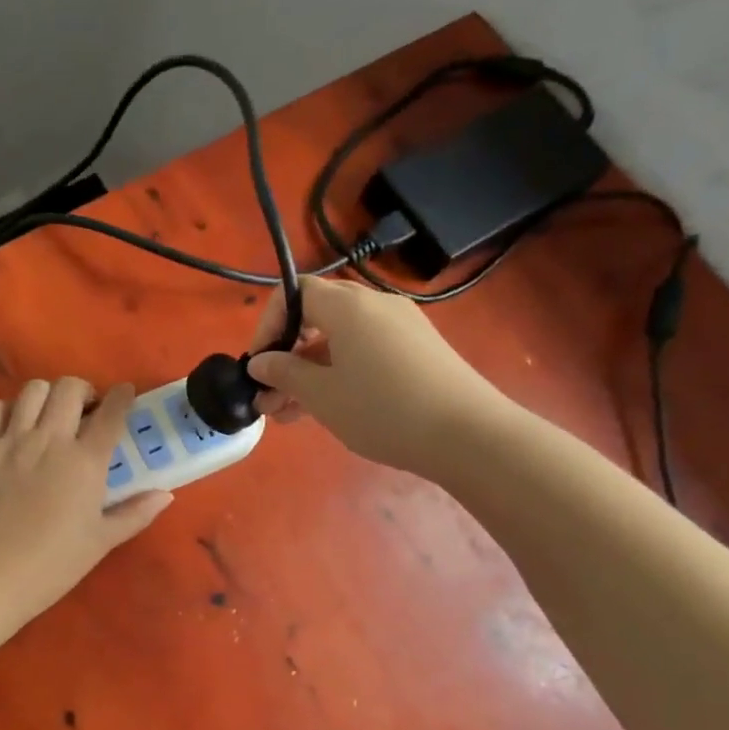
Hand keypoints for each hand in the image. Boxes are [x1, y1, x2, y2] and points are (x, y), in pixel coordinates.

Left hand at [0, 378, 171, 621]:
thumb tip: (165, 494)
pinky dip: (4, 409)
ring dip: (47, 395)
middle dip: (84, 390)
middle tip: (85, 411)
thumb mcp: (100, 543)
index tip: (125, 393)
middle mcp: (50, 441)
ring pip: (32, 390)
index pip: (111, 413)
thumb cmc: (51, 566)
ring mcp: (10, 442)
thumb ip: (135, 514)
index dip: (122, 396)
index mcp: (85, 462)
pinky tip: (10, 426)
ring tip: (48, 415)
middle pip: (70, 388)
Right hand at [245, 276, 507, 473]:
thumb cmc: (383, 410)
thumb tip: (260, 362)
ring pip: (340, 340)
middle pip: (317, 317)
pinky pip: (366, 351)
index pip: (294, 293)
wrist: (469, 436)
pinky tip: (330, 408)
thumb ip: (284, 373)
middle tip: (269, 397)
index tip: (258, 365)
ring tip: (290, 414)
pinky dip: (340, 372)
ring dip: (310, 371)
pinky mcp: (418, 350)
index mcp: (348, 306)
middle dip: (287, 355)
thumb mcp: (322, 395)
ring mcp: (402, 327)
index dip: (268, 325)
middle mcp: (375, 306)